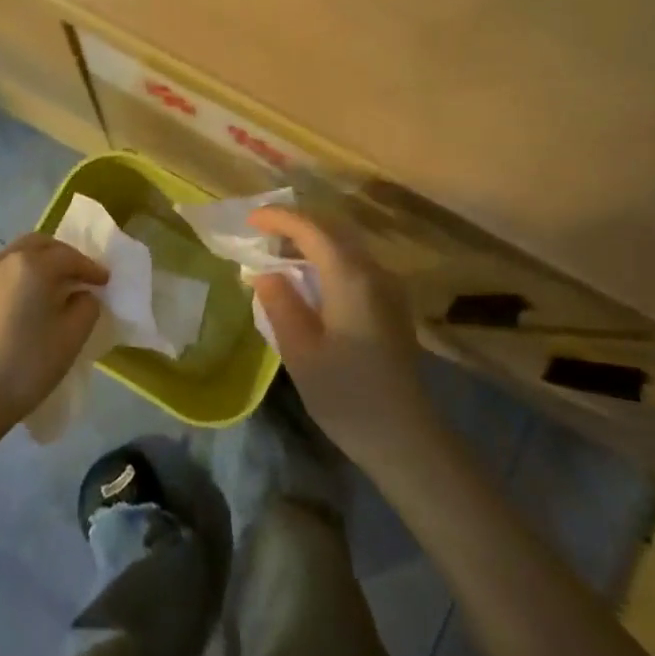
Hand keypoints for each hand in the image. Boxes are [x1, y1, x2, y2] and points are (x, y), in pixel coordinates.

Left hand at [0, 234, 107, 437]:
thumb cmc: (27, 364)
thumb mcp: (72, 336)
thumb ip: (86, 306)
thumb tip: (81, 295)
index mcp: (33, 265)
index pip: (70, 257)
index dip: (91, 268)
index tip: (105, 281)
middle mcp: (5, 259)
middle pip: (41, 245)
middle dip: (64, 256)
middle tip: (81, 276)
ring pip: (19, 254)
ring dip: (41, 262)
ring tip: (57, 286)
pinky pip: (4, 270)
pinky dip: (23, 274)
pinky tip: (31, 298)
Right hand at [249, 207, 436, 466]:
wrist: (404, 436)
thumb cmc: (346, 395)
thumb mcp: (300, 351)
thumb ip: (280, 303)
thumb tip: (264, 273)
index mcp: (351, 278)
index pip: (312, 229)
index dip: (280, 218)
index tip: (250, 219)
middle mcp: (374, 272)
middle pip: (333, 229)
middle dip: (296, 224)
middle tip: (261, 232)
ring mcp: (388, 287)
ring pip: (346, 245)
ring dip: (313, 240)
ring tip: (278, 253)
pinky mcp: (391, 303)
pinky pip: (355, 263)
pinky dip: (327, 257)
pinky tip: (308, 278)